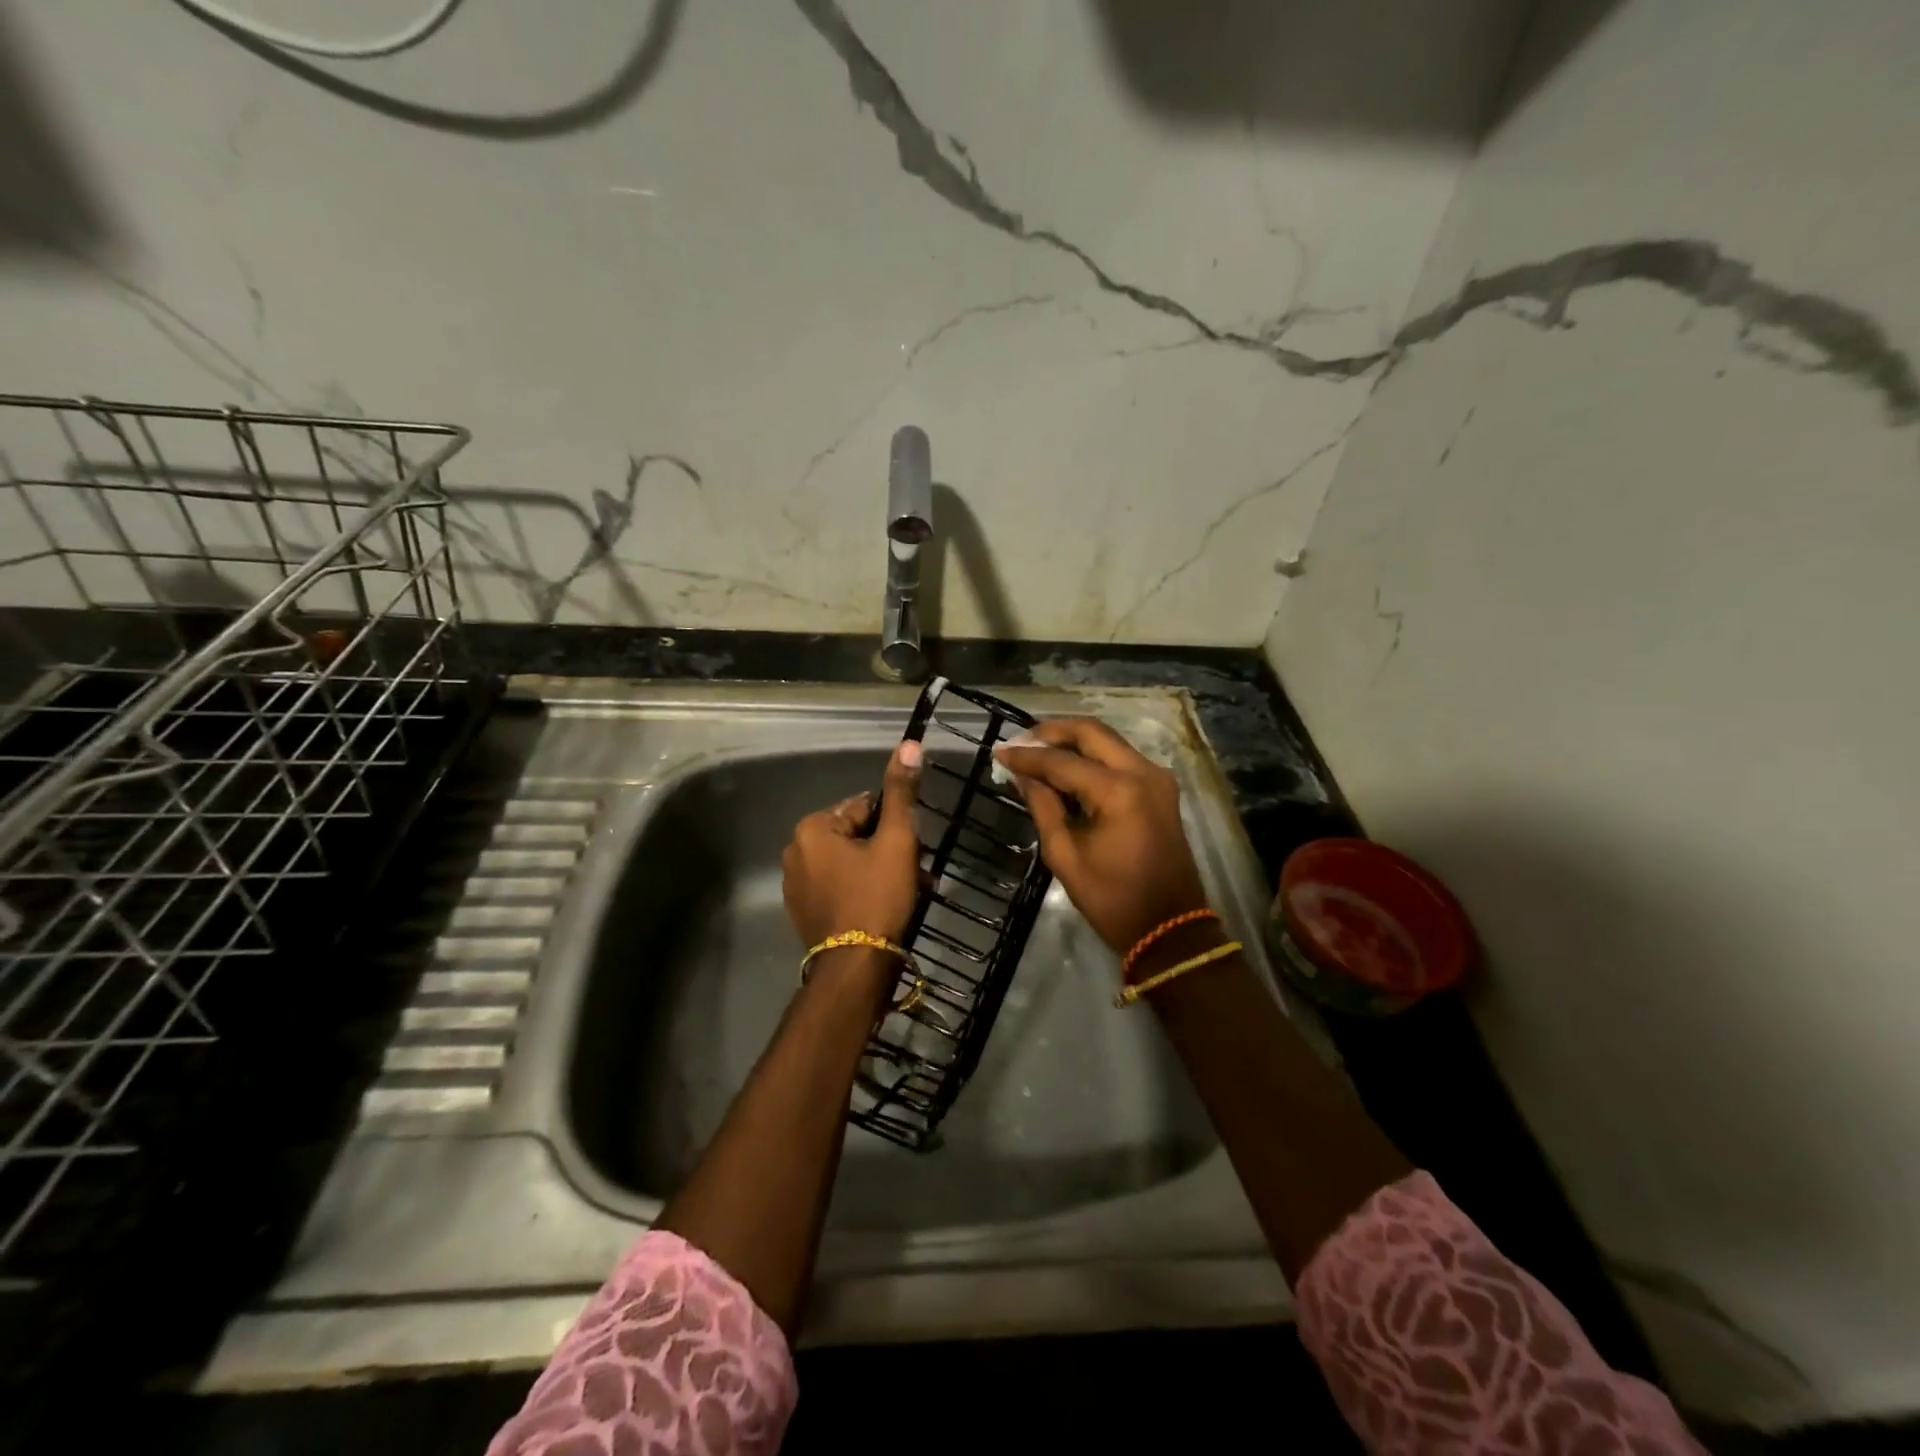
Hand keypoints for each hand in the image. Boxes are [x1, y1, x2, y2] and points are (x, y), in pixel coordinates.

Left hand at [781, 739, 924, 948]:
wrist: (856, 967)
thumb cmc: (877, 897)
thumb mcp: (896, 841)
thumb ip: (900, 792)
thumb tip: (908, 744)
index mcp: (812, 828)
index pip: (864, 808)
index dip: (893, 827)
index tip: (912, 850)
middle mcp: (795, 851)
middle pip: (855, 835)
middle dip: (886, 850)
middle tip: (914, 873)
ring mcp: (795, 884)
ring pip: (848, 862)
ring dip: (877, 870)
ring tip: (904, 892)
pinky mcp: (802, 911)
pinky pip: (837, 886)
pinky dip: (860, 890)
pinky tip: (881, 908)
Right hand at [995, 718, 1209, 955]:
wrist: (1169, 928)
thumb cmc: (1112, 899)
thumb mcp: (1065, 855)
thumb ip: (1043, 806)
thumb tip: (1021, 775)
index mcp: (1118, 792)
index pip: (1062, 762)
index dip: (1028, 756)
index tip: (1000, 752)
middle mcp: (1142, 772)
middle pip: (1092, 732)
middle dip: (1053, 732)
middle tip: (1021, 741)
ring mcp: (1157, 778)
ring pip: (1108, 741)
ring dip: (1073, 742)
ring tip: (1038, 752)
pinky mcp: (1161, 788)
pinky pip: (1121, 758)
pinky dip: (1093, 757)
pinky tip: (1067, 768)